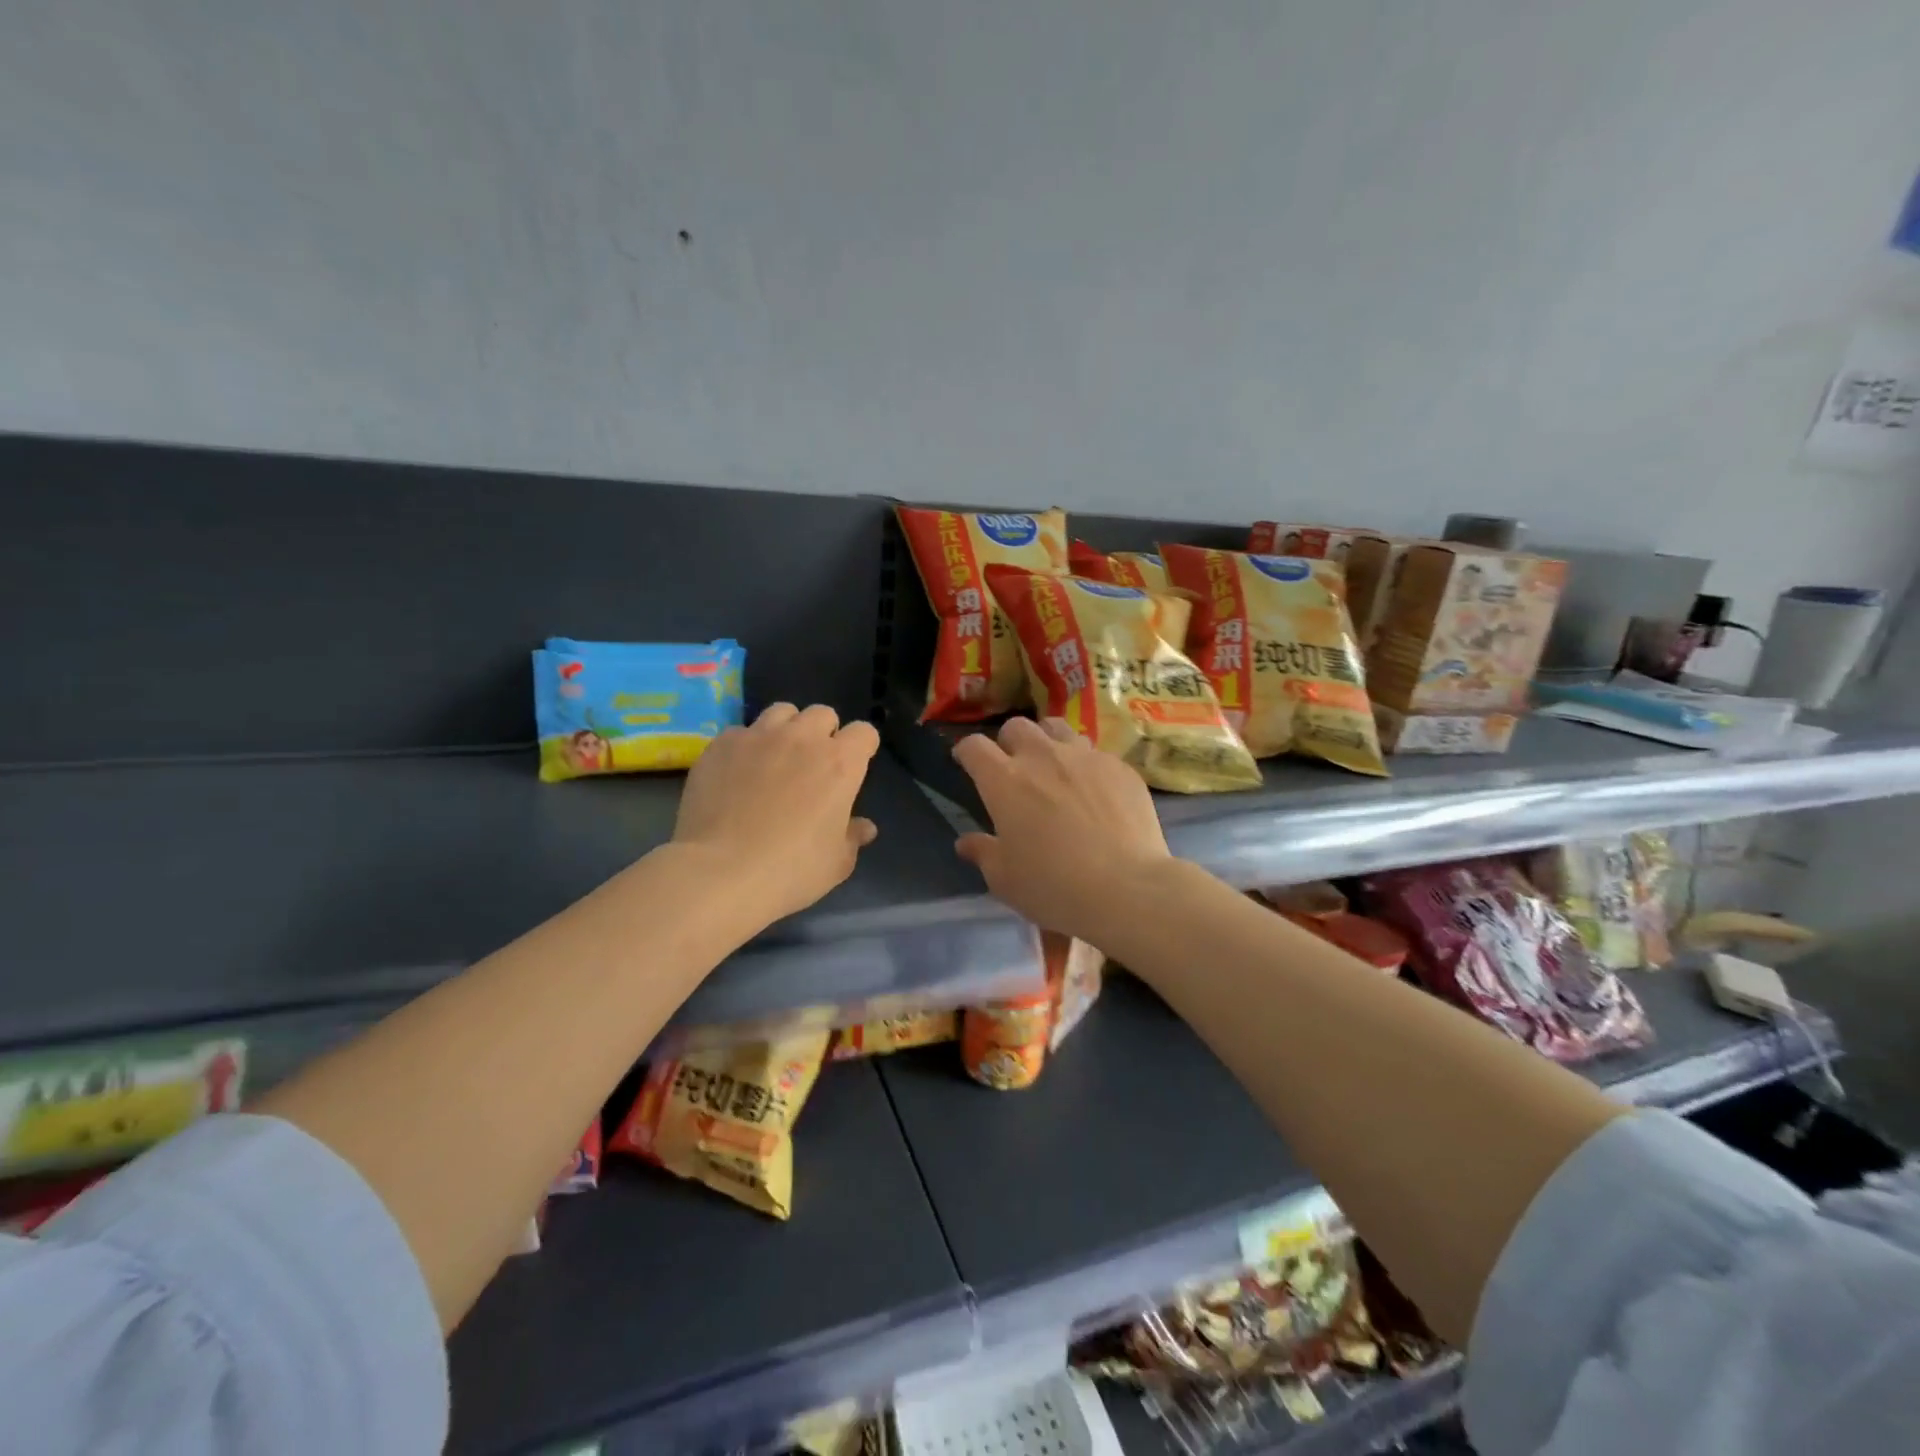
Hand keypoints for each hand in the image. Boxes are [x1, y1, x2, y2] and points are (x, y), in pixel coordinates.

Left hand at [672, 703, 879, 926]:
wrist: (720, 872)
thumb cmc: (790, 870)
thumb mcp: (836, 863)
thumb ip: (852, 837)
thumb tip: (864, 827)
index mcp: (840, 764)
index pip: (864, 732)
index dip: (861, 748)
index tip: (853, 768)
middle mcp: (802, 738)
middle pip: (822, 714)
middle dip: (823, 733)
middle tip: (812, 764)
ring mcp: (758, 736)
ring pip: (781, 712)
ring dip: (785, 729)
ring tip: (775, 757)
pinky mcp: (722, 744)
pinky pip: (741, 732)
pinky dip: (745, 747)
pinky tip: (736, 774)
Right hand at [952, 717, 1172, 941]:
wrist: (1127, 888)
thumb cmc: (1054, 887)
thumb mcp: (1005, 879)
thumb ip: (983, 853)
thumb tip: (966, 842)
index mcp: (1005, 780)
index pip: (974, 746)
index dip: (966, 751)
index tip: (966, 762)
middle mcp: (1042, 757)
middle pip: (1017, 726)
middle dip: (1009, 742)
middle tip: (1014, 767)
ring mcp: (1085, 757)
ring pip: (1058, 729)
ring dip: (1048, 743)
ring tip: (1054, 768)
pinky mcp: (1119, 766)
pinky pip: (1095, 753)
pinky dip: (1086, 766)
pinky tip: (1095, 792)